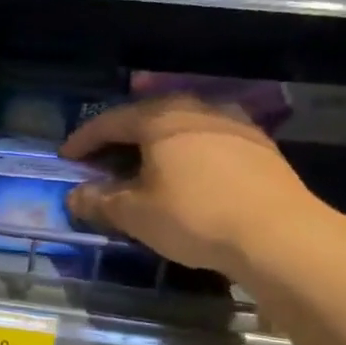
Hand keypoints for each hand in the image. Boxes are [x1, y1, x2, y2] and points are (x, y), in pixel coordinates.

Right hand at [61, 96, 326, 277]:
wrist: (279, 234)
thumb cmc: (194, 217)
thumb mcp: (135, 214)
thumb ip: (100, 201)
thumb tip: (75, 196)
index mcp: (160, 119)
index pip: (110, 121)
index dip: (83, 139)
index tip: (66, 157)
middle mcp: (196, 110)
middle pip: (146, 116)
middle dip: (120, 137)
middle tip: (102, 159)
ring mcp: (232, 124)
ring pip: (180, 126)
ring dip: (155, 143)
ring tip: (142, 164)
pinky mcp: (258, 146)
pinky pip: (207, 140)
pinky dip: (185, 152)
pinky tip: (185, 173)